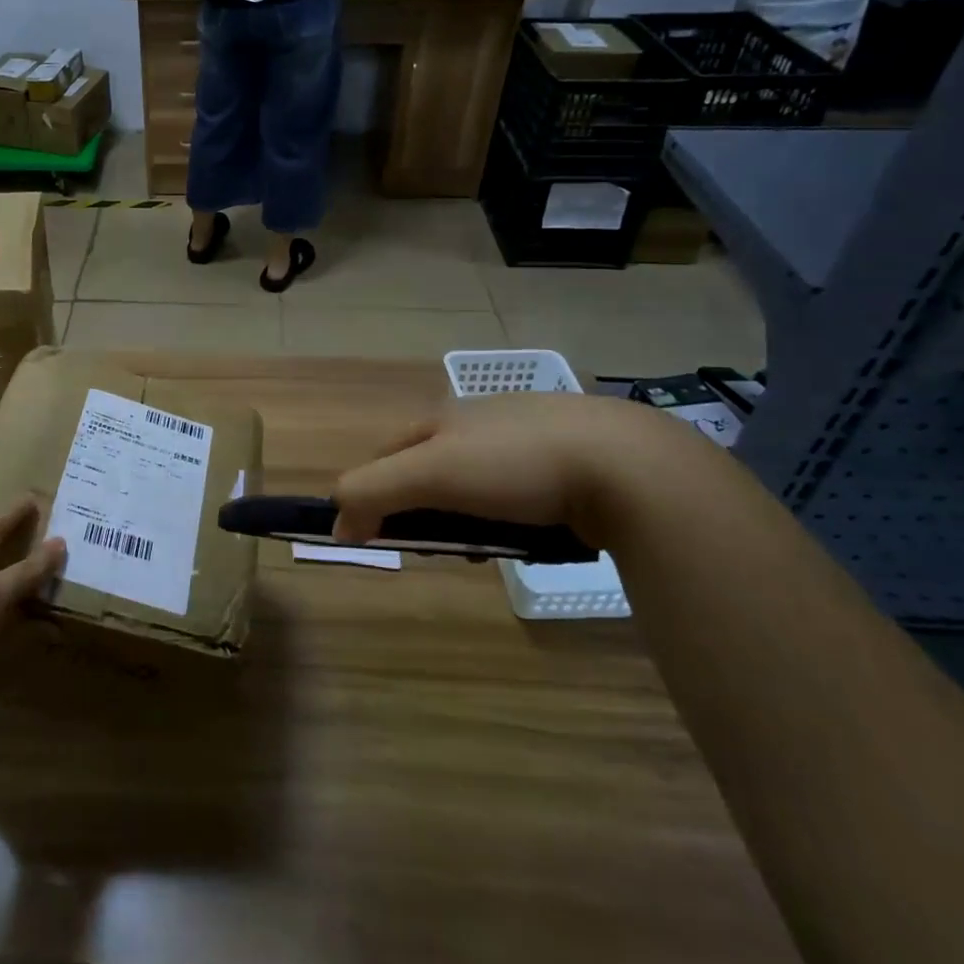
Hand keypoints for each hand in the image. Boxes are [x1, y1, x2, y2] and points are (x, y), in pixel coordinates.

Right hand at [333, 392, 690, 548]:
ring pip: (476, 483)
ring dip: (468, 517)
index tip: (377, 535)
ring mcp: (528, 439)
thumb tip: (336, 525)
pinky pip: (521, 493)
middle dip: (423, 508)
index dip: (371, 491)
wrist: (628, 465)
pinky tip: (531, 535)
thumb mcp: (430, 473)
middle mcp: (481, 421)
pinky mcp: (571, 463)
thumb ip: (372, 492)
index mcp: (444, 416)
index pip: (386, 453)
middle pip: (430, 468)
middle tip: (437, 544)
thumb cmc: (515, 463)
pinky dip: (512, 517)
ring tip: (486, 547)